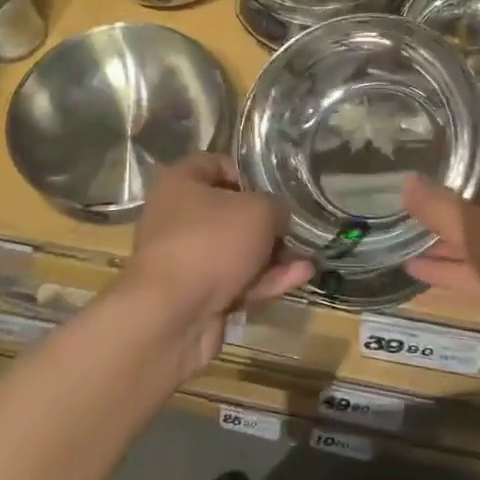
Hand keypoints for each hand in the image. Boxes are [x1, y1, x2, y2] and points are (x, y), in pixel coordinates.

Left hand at [118, 154, 311, 372]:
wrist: (172, 315)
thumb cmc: (212, 242)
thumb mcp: (258, 211)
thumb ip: (276, 207)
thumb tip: (279, 217)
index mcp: (180, 184)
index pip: (214, 164)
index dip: (246, 172)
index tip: (273, 187)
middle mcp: (177, 218)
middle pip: (228, 212)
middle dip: (265, 222)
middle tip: (294, 226)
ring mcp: (186, 259)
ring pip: (236, 251)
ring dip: (272, 255)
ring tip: (308, 255)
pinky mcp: (196, 296)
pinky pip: (235, 281)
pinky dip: (264, 279)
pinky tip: (299, 277)